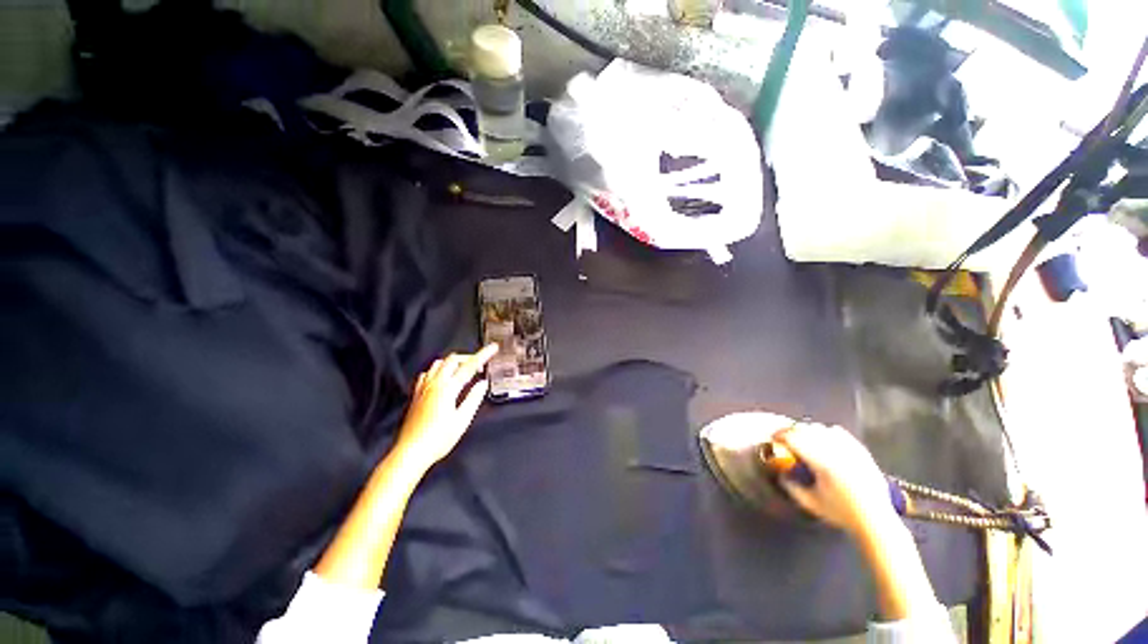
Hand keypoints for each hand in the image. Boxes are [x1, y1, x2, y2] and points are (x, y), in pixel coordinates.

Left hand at [395, 345, 497, 468]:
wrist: (411, 453)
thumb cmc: (438, 439)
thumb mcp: (462, 420)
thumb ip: (474, 398)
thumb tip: (482, 384)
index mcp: (448, 389)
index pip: (469, 366)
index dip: (483, 355)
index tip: (493, 348)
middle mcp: (434, 384)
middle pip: (453, 360)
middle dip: (468, 358)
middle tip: (480, 366)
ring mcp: (423, 388)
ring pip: (439, 364)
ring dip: (454, 363)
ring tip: (464, 372)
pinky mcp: (416, 395)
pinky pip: (428, 373)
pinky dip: (439, 371)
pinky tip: (444, 380)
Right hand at [774, 422, 897, 539]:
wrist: (876, 520)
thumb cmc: (841, 513)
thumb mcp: (811, 503)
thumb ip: (791, 487)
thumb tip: (780, 473)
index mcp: (822, 463)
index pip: (795, 439)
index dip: (781, 435)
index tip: (773, 438)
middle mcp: (836, 452)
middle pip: (807, 430)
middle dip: (792, 431)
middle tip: (784, 438)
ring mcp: (850, 450)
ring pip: (822, 429)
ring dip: (808, 431)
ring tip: (802, 439)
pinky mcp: (861, 450)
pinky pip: (839, 432)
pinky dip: (826, 432)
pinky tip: (823, 440)